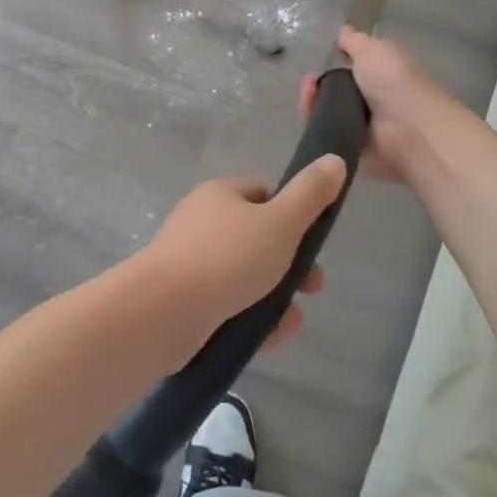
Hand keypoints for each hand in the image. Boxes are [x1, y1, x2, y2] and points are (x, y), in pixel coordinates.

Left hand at [134, 156, 347, 363]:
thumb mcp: (280, 222)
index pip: (264, 194)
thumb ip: (310, 194)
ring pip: (245, 278)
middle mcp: (201, 224)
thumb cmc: (227, 258)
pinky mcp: (184, 301)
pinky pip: (227, 306)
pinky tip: (267, 337)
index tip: (315, 239)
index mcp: (219, 195)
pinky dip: (250, 320)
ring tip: (290, 321)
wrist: (163, 312)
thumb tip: (334, 159)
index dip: (294, 213)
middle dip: (291, 265)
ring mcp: (190, 263)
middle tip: (313, 287)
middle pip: (258, 239)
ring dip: (275, 299)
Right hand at [300, 28, 444, 181]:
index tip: (320, 61)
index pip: (348, 69)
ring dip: (312, 102)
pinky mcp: (348, 149)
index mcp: (379, 76)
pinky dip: (314, 126)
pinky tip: (310, 115)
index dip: (331, 64)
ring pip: (324, 113)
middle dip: (317, 85)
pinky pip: (324, 135)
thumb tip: (343, 31)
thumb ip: (355, 41)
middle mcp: (369, 101)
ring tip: (309, 96)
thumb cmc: (395, 83)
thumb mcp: (374, 50)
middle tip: (310, 83)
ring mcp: (359, 127)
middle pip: (331, 92)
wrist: (409, 130)